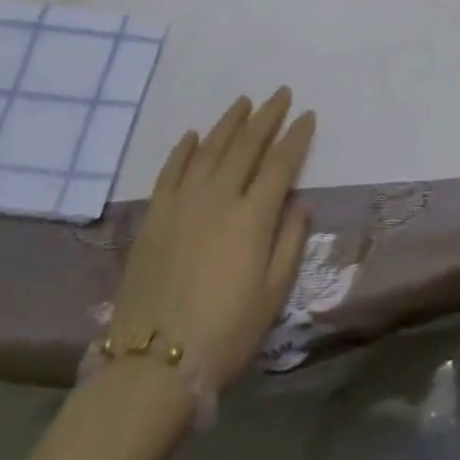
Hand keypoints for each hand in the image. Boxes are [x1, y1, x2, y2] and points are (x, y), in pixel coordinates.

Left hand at [109, 89, 314, 390]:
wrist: (152, 366)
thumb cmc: (225, 334)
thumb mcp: (272, 295)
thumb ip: (289, 242)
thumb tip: (299, 203)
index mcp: (253, 216)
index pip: (281, 162)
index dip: (296, 136)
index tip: (307, 115)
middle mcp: (220, 196)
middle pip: (247, 144)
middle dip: (267, 115)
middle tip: (280, 93)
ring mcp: (183, 202)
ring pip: (211, 148)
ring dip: (230, 121)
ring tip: (243, 101)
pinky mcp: (154, 215)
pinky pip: (171, 170)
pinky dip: (184, 148)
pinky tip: (194, 135)